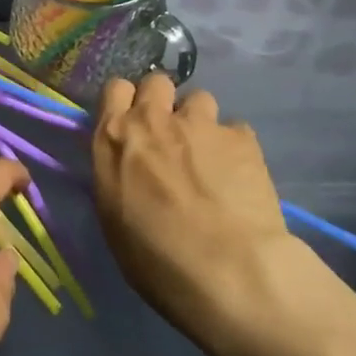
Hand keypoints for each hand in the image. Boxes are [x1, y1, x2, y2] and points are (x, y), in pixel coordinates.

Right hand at [91, 73, 298, 341]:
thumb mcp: (114, 219)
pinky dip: (235, 148)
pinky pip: (235, 130)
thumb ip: (119, 176)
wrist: (229, 272)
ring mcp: (200, 123)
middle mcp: (153, 119)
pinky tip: (240, 177)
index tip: (133, 124)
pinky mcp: (241, 137)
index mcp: (114, 138)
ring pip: (199, 99)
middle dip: (163, 101)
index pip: (114, 89)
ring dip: (200, 122)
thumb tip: (130, 169)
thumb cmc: (157, 260)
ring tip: (210, 156)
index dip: (126, 103)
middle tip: (170, 135)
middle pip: (157, 82)